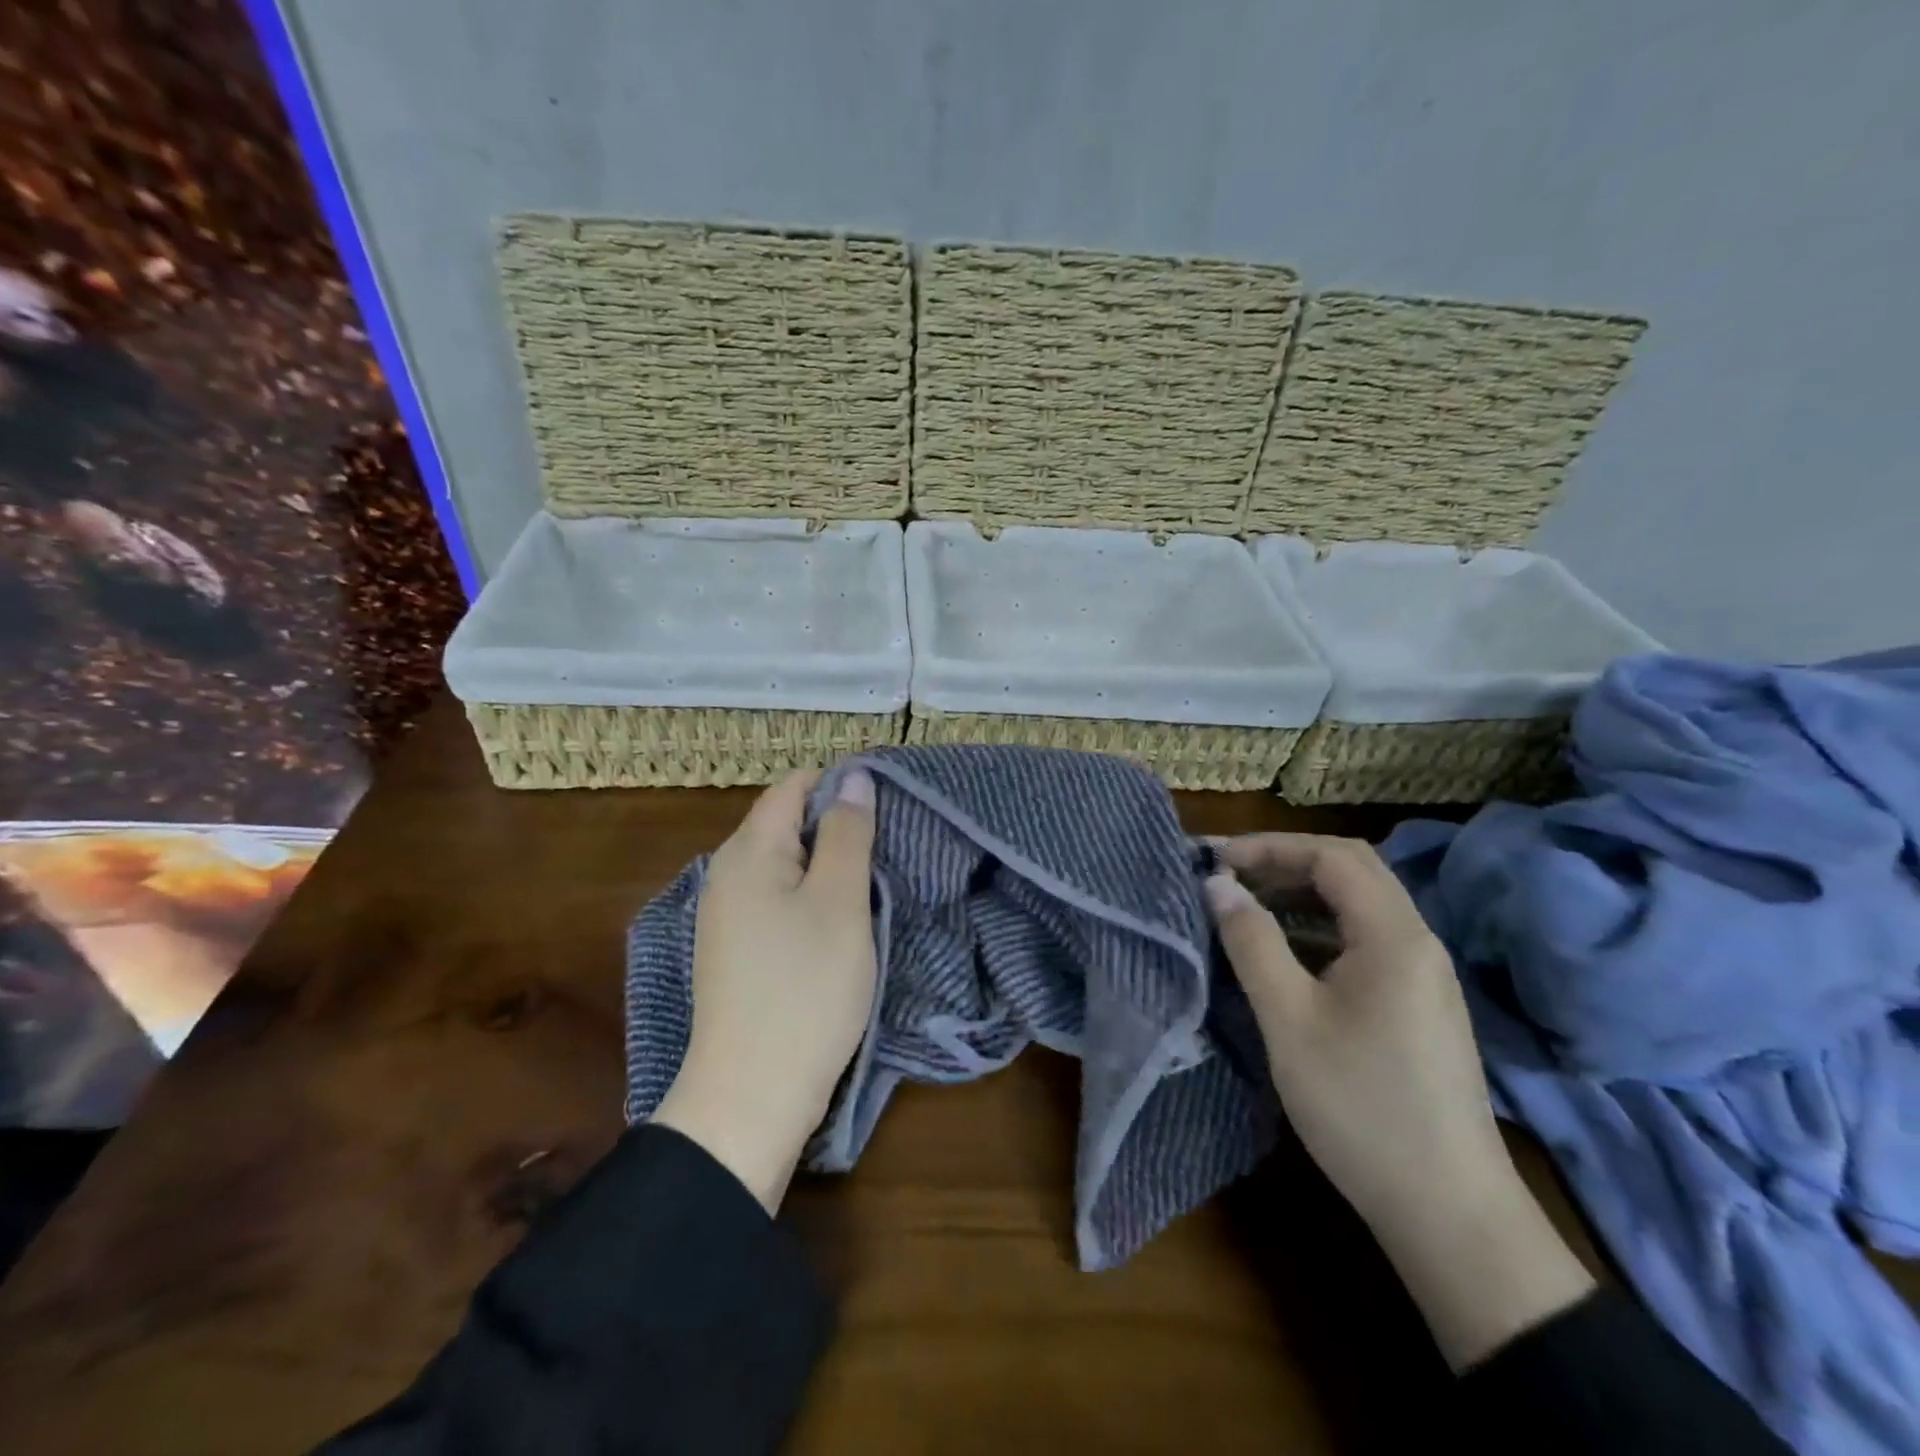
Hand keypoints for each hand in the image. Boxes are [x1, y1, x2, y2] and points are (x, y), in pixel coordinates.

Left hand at [651, 768, 877, 1212]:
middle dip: (836, 826)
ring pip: (784, 863)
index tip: (887, 808)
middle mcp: (726, 873)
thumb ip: (847, 834)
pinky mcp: (734, 949)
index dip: (841, 785)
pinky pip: (775, 898)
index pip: (793, 786)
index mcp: (748, 852)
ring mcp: (726, 914)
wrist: (751, 1097)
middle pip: (786, 822)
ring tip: (871, 884)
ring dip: (826, 864)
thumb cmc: (805, 990)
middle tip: (887, 851)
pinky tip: (838, 921)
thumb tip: (853, 776)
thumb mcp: (840, 903)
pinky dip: (809, 897)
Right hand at [1206, 834, 1594, 1369]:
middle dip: (1286, 862)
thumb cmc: (1360, 1106)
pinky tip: (1286, 952)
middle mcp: (1417, 942)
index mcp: (1393, 936)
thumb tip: (1218, 884)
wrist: (1448, 1211)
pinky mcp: (1419, 1005)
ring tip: (1247, 905)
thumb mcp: (1288, 1018)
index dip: (1271, 847)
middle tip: (1229, 877)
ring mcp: (1424, 975)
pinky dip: (1321, 927)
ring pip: (1361, 906)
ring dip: (1303, 893)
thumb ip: (1251, 941)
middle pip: (1353, 871)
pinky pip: (1366, 940)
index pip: (1333, 856)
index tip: (1217, 862)